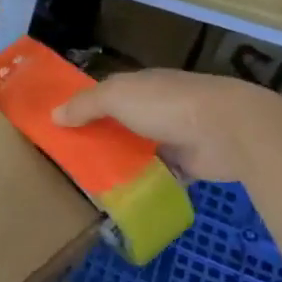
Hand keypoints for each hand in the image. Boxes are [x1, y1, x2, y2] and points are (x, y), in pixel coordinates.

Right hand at [51, 70, 281, 183]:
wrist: (227, 129)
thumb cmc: (166, 104)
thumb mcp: (116, 97)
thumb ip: (85, 105)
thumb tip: (53, 115)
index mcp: (140, 85)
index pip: (106, 93)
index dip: (84, 106)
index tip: (60, 124)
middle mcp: (156, 107)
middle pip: (120, 123)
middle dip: (99, 137)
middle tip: (68, 158)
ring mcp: (173, 135)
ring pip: (137, 149)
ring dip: (120, 162)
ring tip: (89, 182)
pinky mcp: (188, 163)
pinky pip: (157, 174)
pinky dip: (143, 182)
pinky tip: (121, 195)